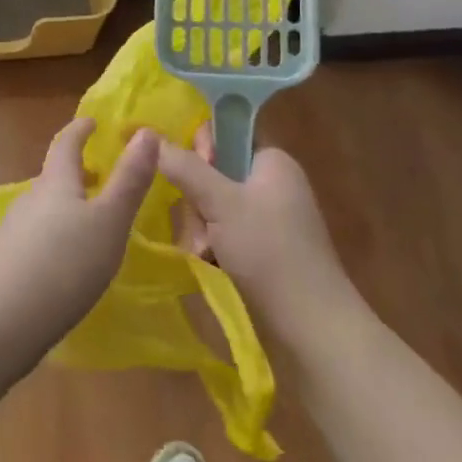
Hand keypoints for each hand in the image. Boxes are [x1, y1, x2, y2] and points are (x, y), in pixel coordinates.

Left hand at [0, 119, 156, 359]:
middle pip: (54, 176)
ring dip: (67, 206)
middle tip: (103, 176)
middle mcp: (30, 198)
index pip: (66, 143)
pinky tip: (67, 261)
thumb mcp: (110, 221)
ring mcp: (13, 231)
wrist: (1, 321)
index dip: (80, 129)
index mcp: (55, 182)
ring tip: (91, 222)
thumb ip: (129, 179)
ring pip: (45, 208)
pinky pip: (36, 237)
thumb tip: (146, 132)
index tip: (92, 121)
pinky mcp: (6, 262)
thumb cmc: (65, 263)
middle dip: (77, 172)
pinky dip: (55, 236)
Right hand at [157, 129, 367, 340]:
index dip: (201, 150)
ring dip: (200, 228)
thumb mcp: (221, 203)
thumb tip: (150, 135)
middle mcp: (271, 183)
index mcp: (271, 161)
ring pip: (214, 206)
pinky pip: (224, 232)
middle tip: (199, 228)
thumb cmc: (269, 251)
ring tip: (203, 254)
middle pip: (213, 173)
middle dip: (196, 201)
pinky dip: (213, 246)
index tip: (188, 176)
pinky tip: (209, 264)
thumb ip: (185, 167)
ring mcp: (268, 218)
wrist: (312, 327)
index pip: (225, 134)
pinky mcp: (263, 248)